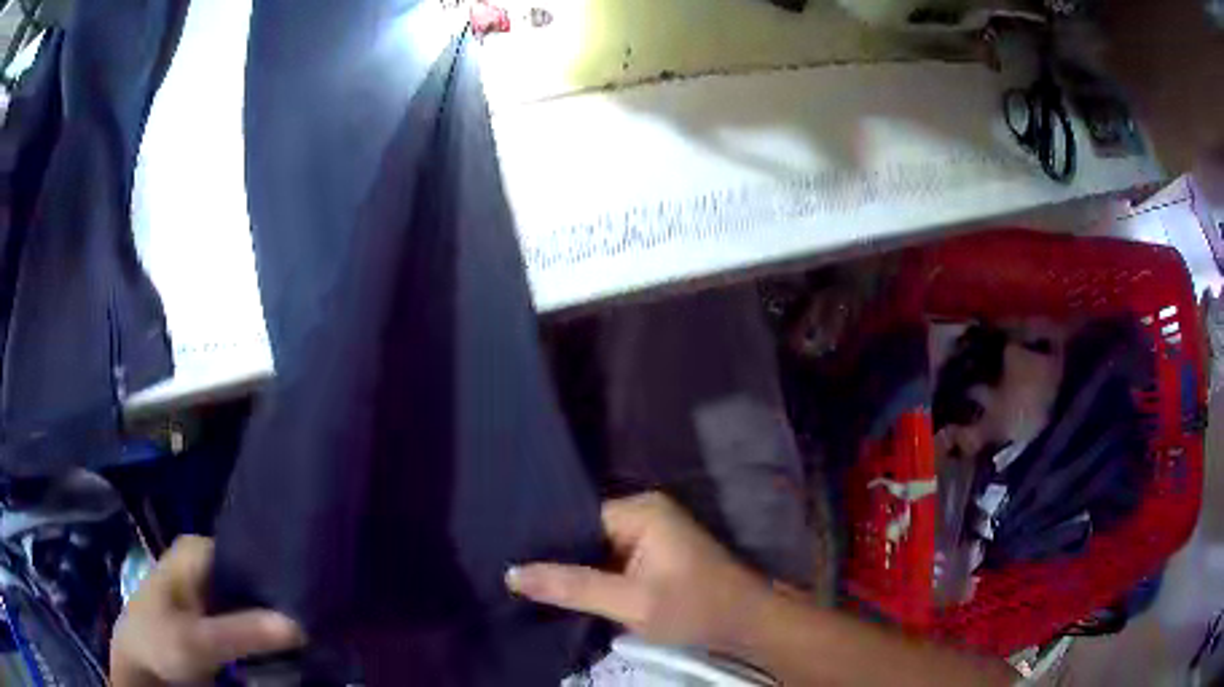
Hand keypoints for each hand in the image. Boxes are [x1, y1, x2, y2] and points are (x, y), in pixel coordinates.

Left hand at [110, 535, 305, 686]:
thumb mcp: (199, 641)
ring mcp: (209, 594)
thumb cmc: (158, 642)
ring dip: (276, 617)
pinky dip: (266, 632)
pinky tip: (290, 644)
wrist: (141, 669)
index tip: (312, 589)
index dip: (279, 569)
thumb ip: (245, 631)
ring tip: (313, 628)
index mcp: (195, 551)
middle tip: (319, 614)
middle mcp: (205, 565)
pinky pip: (248, 620)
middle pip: (252, 575)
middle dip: (281, 596)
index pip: (247, 547)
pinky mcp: (214, 620)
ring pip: (253, 599)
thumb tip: (301, 623)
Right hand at [506, 492, 770, 650]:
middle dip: (555, 556)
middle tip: (510, 573)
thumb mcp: (631, 602)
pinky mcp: (653, 557)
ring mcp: (650, 535)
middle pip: (584, 533)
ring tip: (525, 581)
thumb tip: (512, 573)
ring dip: (572, 570)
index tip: (507, 556)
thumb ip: (573, 586)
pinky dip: (592, 578)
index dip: (544, 540)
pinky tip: (561, 591)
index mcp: (640, 510)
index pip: (576, 517)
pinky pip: (610, 562)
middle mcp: (643, 513)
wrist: (748, 624)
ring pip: (595, 550)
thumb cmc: (695, 608)